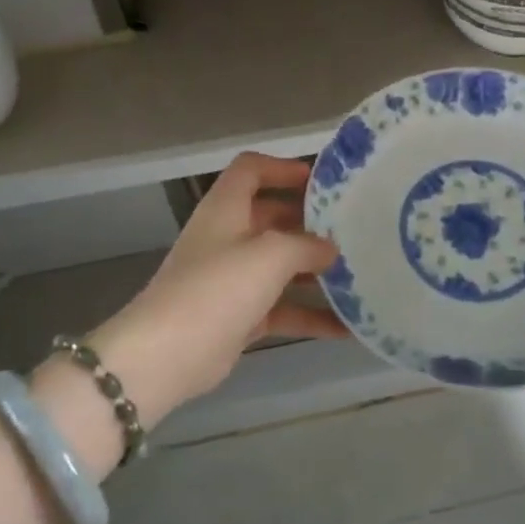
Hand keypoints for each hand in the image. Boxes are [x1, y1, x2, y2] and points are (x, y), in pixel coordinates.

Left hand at [79, 153, 343, 426]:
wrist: (167, 355)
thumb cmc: (218, 288)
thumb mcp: (270, 254)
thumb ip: (306, 245)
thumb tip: (330, 249)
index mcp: (226, 209)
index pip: (251, 170)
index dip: (283, 168)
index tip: (321, 182)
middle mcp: (227, 237)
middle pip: (272, 218)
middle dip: (310, 224)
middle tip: (351, 230)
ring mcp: (231, 279)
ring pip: (280, 266)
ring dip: (315, 272)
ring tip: (357, 276)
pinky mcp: (238, 317)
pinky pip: (281, 309)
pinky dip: (309, 316)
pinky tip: (346, 328)